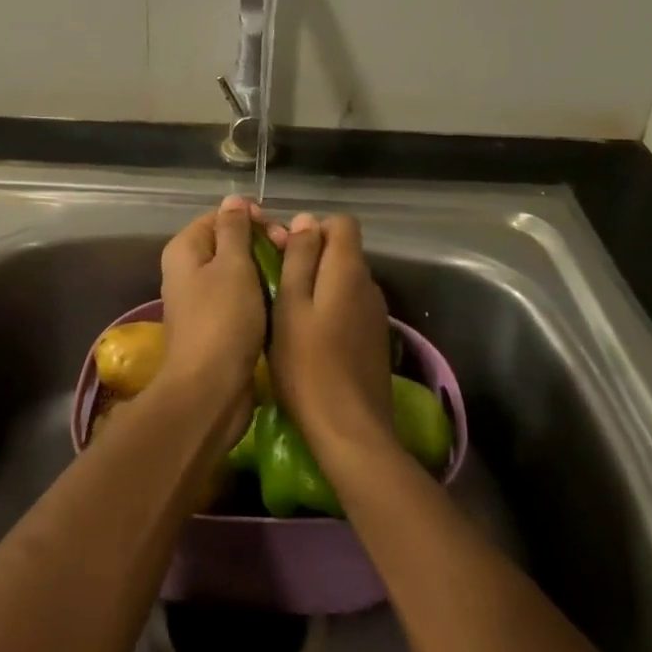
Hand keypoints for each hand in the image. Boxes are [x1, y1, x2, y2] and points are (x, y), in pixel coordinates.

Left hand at [158, 196, 269, 424]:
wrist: (211, 389)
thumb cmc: (223, 319)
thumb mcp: (232, 265)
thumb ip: (234, 229)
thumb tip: (233, 200)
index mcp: (185, 249)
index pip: (220, 216)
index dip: (251, 218)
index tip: (279, 231)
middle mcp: (188, 270)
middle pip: (230, 242)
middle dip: (262, 243)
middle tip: (290, 253)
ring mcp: (202, 299)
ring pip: (239, 271)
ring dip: (266, 270)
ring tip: (293, 275)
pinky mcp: (217, 325)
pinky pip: (242, 298)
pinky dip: (261, 295)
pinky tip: (284, 300)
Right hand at [270, 214, 395, 463]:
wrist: (350, 431)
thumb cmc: (308, 365)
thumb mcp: (290, 306)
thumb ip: (298, 259)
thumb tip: (305, 220)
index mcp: (348, 270)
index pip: (341, 223)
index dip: (312, 229)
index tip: (284, 251)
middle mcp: (369, 284)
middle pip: (342, 250)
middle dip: (310, 256)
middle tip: (276, 283)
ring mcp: (375, 313)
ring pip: (344, 280)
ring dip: (317, 284)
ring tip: (287, 311)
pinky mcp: (374, 338)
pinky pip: (349, 305)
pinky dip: (329, 308)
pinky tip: (308, 336)